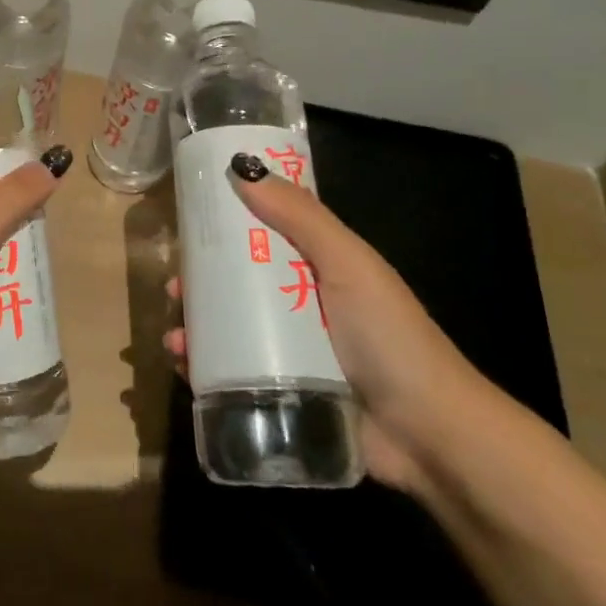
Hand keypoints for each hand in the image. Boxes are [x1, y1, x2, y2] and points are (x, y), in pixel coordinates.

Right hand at [165, 158, 491, 492]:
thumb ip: (301, 217)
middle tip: (174, 286)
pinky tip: (183, 363)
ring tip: (175, 333)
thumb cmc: (390, 338)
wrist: (430, 438)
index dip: (225, 226)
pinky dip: (201, 365)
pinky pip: (230, 372)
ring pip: (227, 327)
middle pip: (236, 283)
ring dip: (194, 324)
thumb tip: (242, 168)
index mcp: (318, 268)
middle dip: (199, 281)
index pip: (262, 236)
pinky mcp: (279, 392)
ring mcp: (289, 352)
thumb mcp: (348, 264)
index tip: (190, 221)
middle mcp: (299, 305)